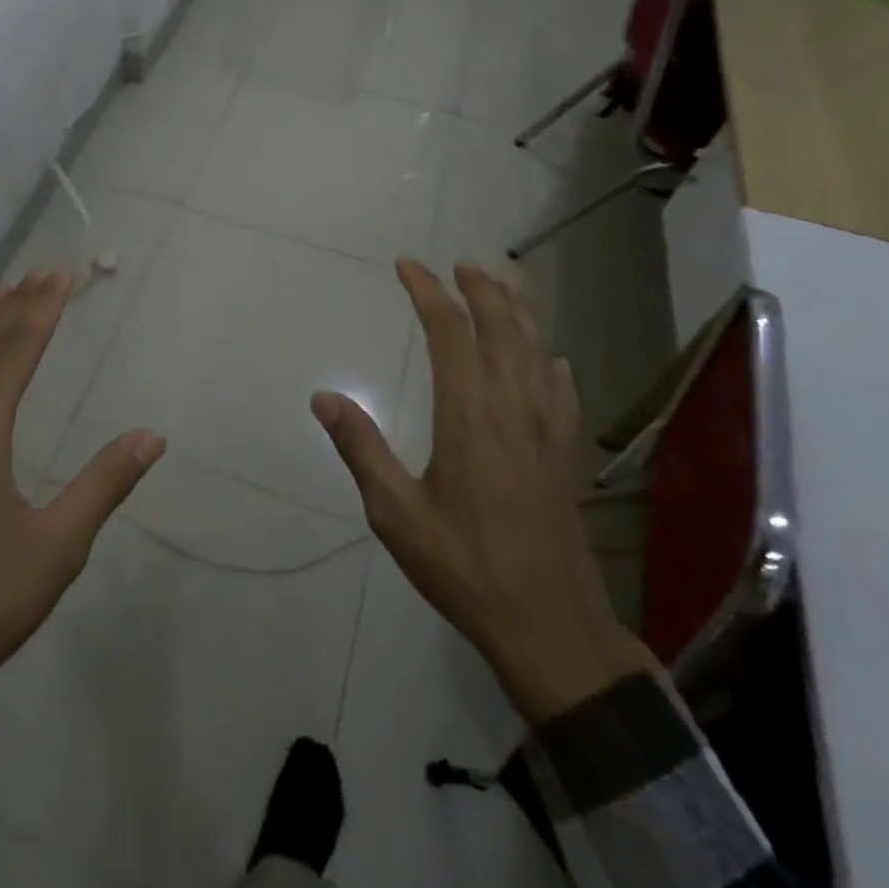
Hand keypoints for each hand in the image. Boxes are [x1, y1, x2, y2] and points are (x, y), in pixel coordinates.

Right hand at [312, 259, 652, 723]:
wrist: (550, 624)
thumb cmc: (465, 566)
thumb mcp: (396, 514)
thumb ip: (361, 448)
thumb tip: (324, 397)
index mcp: (469, 414)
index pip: (450, 332)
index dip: (428, 292)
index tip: (407, 266)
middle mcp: (512, 407)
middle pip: (501, 327)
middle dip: (480, 288)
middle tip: (460, 263)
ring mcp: (546, 429)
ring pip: (535, 349)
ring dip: (518, 311)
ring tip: (504, 284)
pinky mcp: (564, 453)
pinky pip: (561, 390)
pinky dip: (550, 362)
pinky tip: (551, 359)